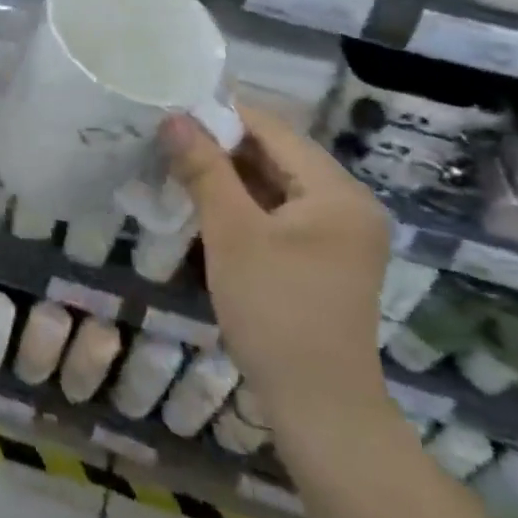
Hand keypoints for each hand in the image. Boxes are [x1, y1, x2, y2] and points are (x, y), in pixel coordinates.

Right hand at [162, 106, 390, 429]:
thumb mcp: (232, 234)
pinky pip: (281, 212)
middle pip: (278, 154)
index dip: (222, 115)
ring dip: (230, 175)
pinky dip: (246, 204)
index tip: (173, 110)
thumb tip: (174, 118)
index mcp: (337, 191)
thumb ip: (205, 170)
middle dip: (223, 145)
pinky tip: (207, 204)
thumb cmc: (276, 312)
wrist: (319, 408)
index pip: (274, 129)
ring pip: (277, 183)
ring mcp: (340, 233)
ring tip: (179, 165)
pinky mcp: (325, 257)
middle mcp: (348, 203)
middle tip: (169, 139)